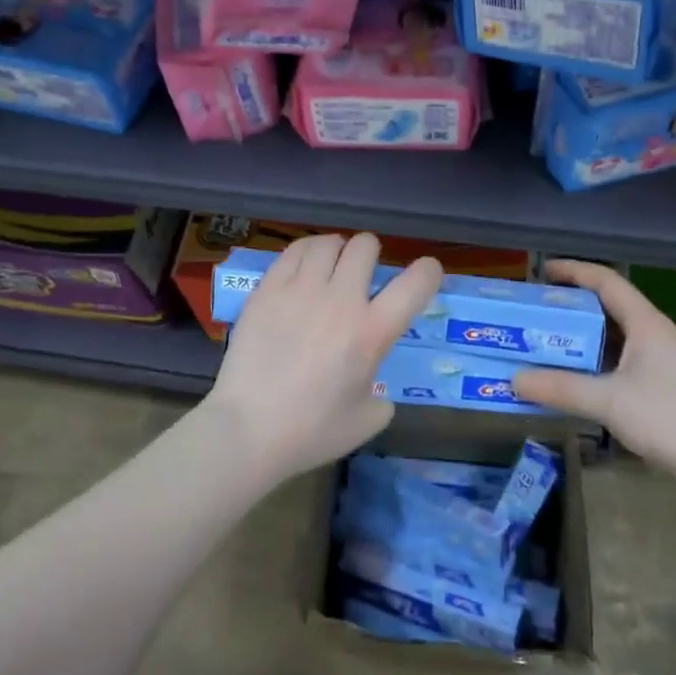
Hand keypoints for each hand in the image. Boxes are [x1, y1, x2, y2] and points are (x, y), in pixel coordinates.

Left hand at [204, 233, 442, 482]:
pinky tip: (303, 267)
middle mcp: (341, 300)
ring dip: (337, 250)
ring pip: (328, 242)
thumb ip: (381, 396)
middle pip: (366, 246)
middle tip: (362, 272)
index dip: (428, 271)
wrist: (247, 430)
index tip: (425, 272)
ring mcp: (301, 290)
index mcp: (372, 332)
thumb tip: (374, 385)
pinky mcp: (268, 289)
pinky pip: (294, 250)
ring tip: (330, 265)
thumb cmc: (310, 432)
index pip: (415, 283)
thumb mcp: (366, 421)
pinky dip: (306, 252)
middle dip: (371, 254)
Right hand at [512, 260, 675, 501]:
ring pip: (614, 335)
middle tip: (537, 311)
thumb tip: (514, 379)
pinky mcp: (663, 384)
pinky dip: (595, 360)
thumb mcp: (609, 401)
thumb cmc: (670, 418)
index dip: (574, 271)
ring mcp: (661, 360)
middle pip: (608, 305)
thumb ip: (561, 388)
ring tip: (548, 341)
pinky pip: (620, 359)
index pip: (606, 281)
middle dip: (572, 305)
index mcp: (645, 323)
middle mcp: (653, 333)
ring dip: (583, 336)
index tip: (542, 270)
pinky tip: (577, 377)